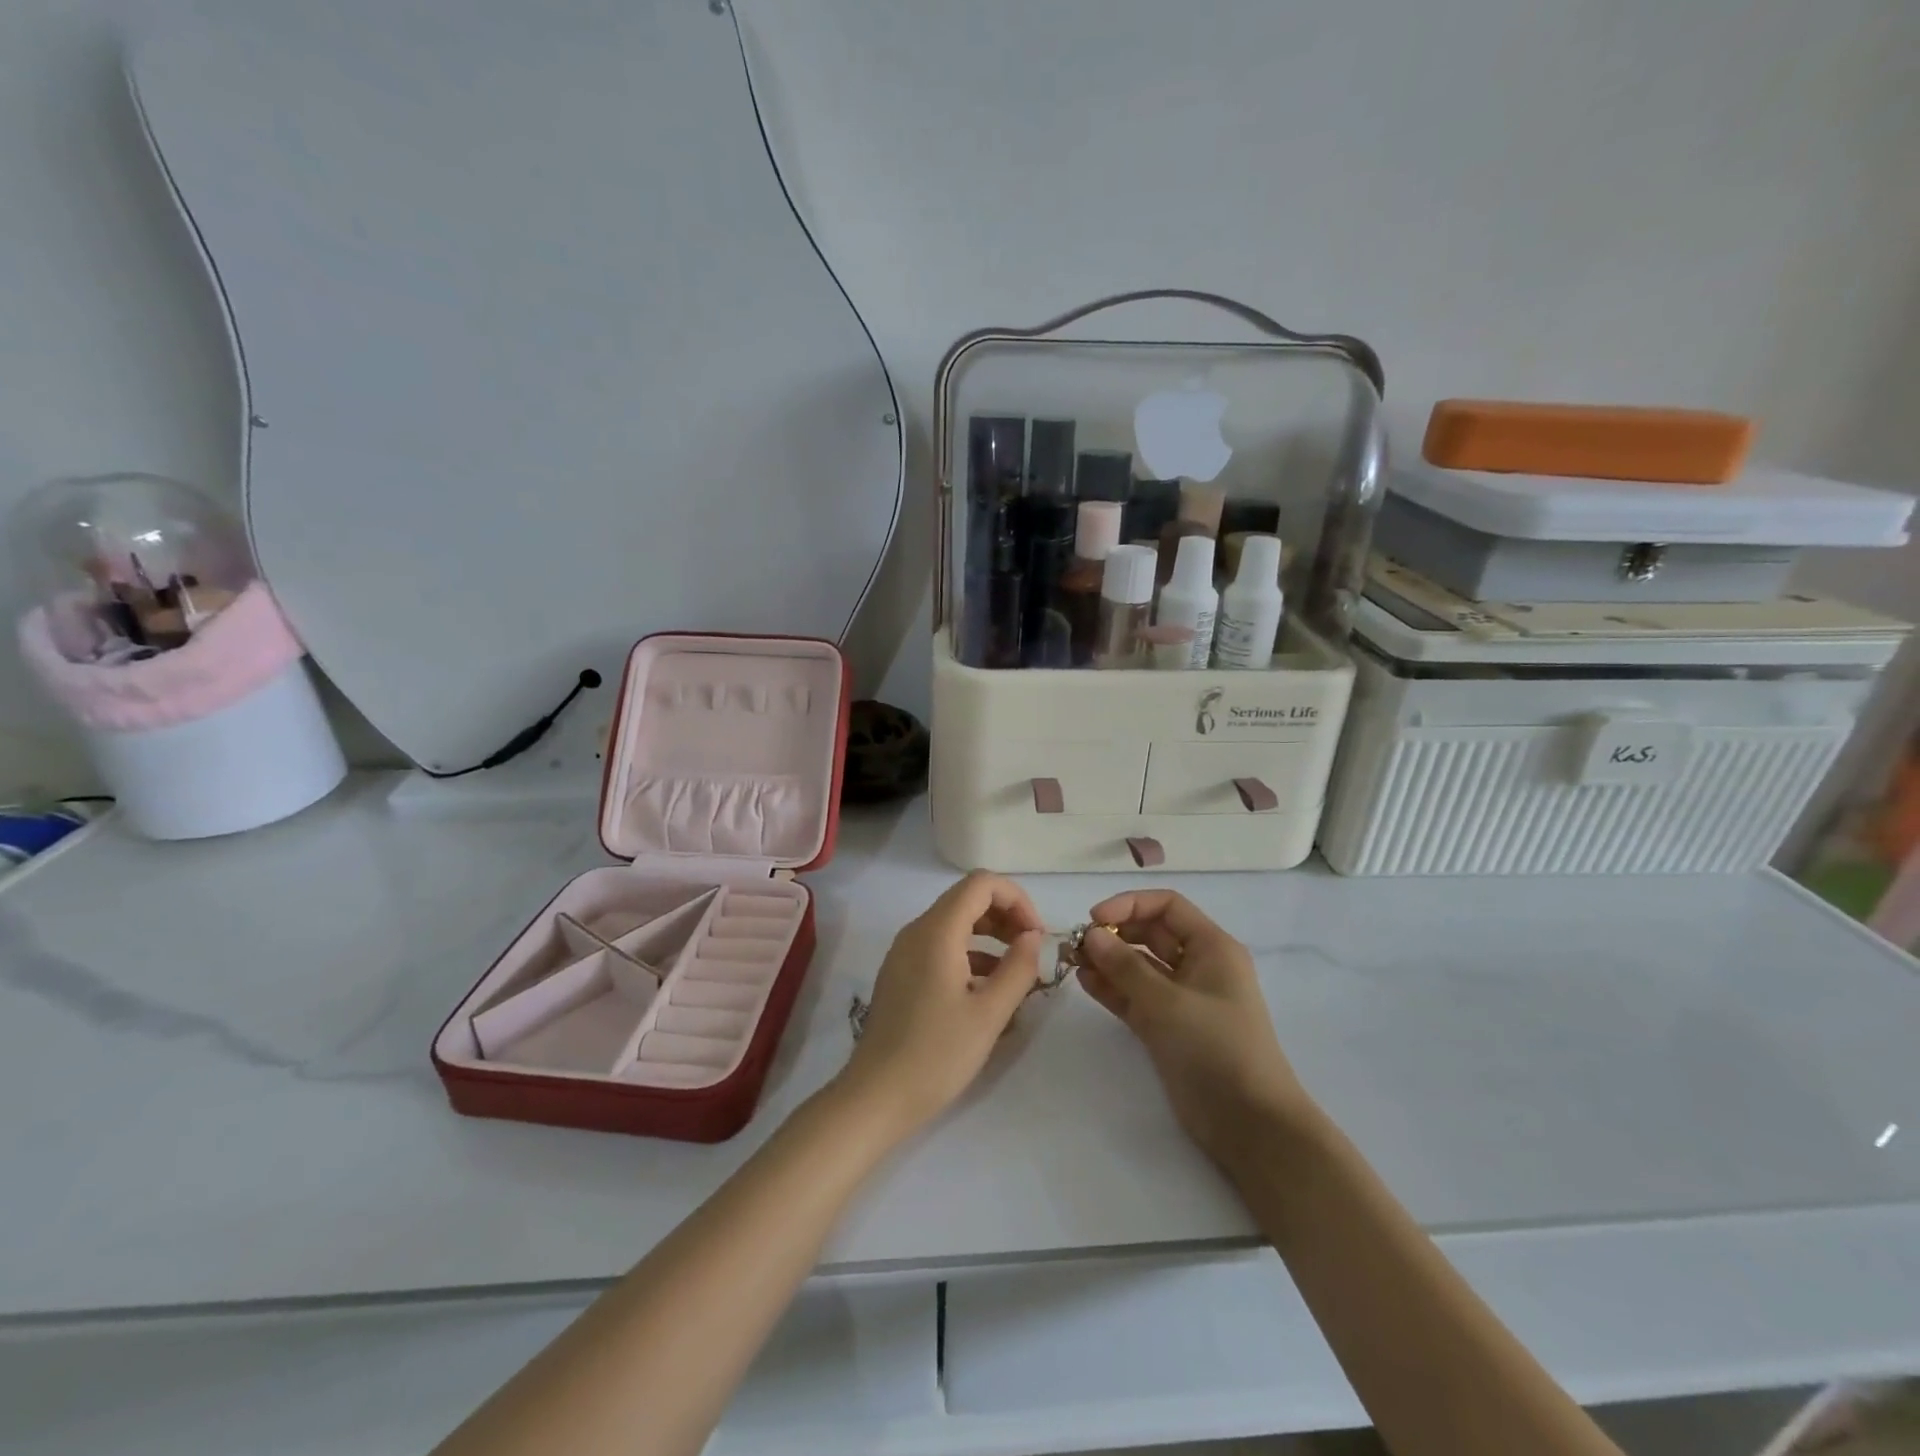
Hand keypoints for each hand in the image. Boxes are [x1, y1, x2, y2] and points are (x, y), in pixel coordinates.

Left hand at [838, 872, 1045, 1140]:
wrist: (876, 1096)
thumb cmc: (937, 1054)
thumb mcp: (989, 1014)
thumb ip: (1018, 968)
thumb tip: (1033, 937)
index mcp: (936, 931)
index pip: (981, 883)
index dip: (1016, 899)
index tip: (1037, 936)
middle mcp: (917, 931)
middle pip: (968, 899)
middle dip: (1006, 916)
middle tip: (1032, 952)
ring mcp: (905, 952)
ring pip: (955, 924)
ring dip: (990, 937)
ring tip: (1018, 974)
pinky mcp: (901, 973)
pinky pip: (941, 947)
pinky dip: (970, 955)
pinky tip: (989, 990)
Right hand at [1077, 890, 1313, 1165]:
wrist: (1248, 1123)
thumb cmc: (1214, 1047)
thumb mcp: (1166, 1001)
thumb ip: (1124, 966)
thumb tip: (1092, 934)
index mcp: (1211, 947)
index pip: (1167, 906)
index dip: (1129, 905)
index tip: (1093, 919)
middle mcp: (1198, 966)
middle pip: (1151, 933)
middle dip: (1115, 933)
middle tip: (1076, 944)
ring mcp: (1182, 998)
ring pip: (1140, 966)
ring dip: (1108, 961)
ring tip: (1072, 961)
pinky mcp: (1168, 1027)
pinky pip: (1136, 996)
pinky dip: (1112, 988)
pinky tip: (1085, 982)